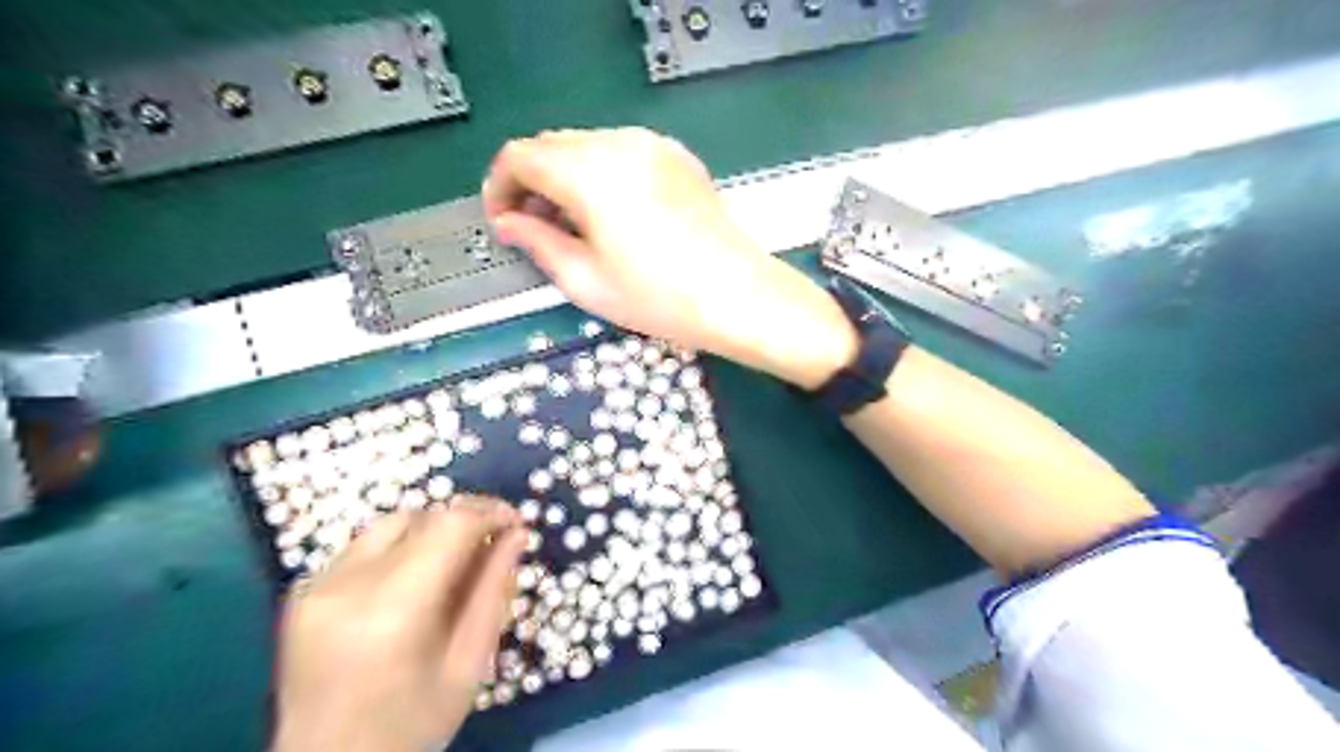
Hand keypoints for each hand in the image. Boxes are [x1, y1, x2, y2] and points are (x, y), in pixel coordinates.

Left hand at [269, 496, 523, 747]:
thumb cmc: (411, 725)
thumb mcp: (469, 664)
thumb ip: (493, 592)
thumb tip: (516, 535)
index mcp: (393, 611)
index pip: (449, 527)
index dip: (489, 513)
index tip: (517, 523)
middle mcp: (347, 586)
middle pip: (421, 518)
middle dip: (465, 520)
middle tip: (492, 542)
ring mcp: (317, 587)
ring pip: (391, 524)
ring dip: (431, 531)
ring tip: (453, 561)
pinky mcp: (302, 592)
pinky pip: (364, 547)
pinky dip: (399, 549)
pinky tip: (411, 581)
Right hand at [481, 126, 857, 388]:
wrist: (739, 295)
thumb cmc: (659, 298)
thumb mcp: (586, 280)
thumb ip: (538, 243)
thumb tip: (509, 224)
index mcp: (589, 172)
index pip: (520, 157)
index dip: (499, 187)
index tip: (502, 223)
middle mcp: (618, 144)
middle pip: (552, 146)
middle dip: (532, 183)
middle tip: (534, 229)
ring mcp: (653, 146)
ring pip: (587, 146)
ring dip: (566, 177)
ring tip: (574, 225)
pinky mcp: (678, 157)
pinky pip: (622, 153)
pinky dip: (602, 174)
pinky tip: (614, 214)